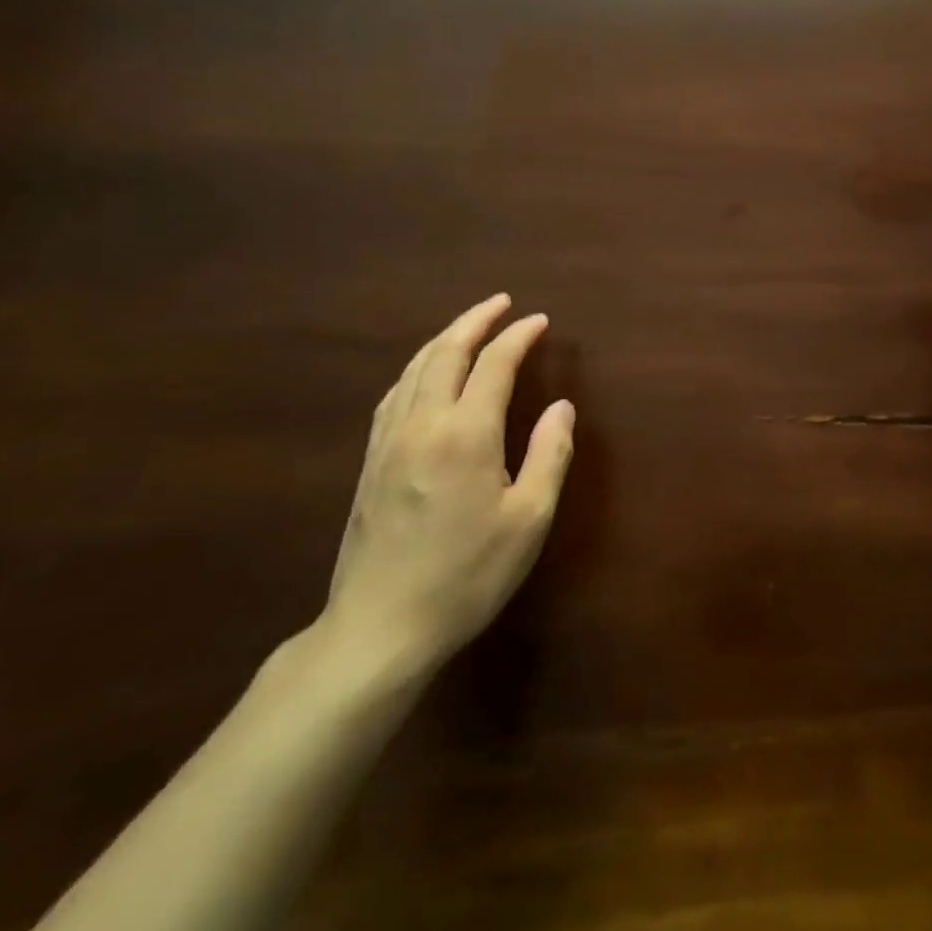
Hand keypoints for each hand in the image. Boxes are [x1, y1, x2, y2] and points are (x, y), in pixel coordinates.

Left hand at [318, 296, 574, 679]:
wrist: (380, 628)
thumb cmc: (467, 575)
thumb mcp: (529, 519)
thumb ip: (550, 454)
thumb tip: (561, 407)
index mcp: (465, 434)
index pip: (493, 364)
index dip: (518, 336)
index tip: (539, 321)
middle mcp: (422, 425)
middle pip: (445, 353)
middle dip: (475, 321)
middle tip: (500, 302)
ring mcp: (388, 442)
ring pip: (414, 370)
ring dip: (444, 339)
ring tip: (468, 327)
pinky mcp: (370, 463)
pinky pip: (394, 395)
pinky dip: (417, 369)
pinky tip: (424, 375)